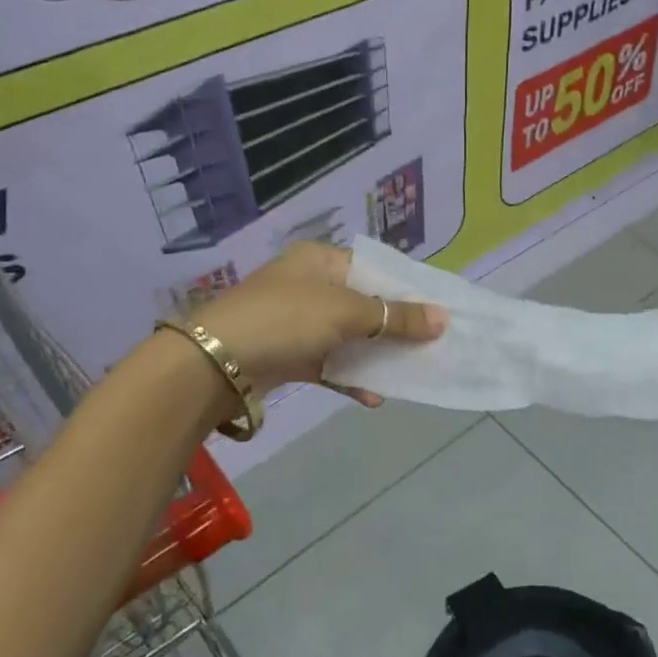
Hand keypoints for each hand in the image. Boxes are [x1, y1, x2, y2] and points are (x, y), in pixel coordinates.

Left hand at [191, 242, 445, 405]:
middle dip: (396, 328)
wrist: (214, 363)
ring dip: (377, 357)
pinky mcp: (290, 355)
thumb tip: (443, 319)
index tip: (440, 311)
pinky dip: (352, 377)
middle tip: (432, 346)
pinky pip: (331, 363)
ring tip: (411, 374)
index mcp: (321, 260)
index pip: (376, 269)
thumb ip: (394, 317)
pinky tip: (374, 396)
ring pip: (350, 338)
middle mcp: (311, 286)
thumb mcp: (346, 312)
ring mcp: (298, 322)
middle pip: (366, 305)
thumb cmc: (285, 319)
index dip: (408, 290)